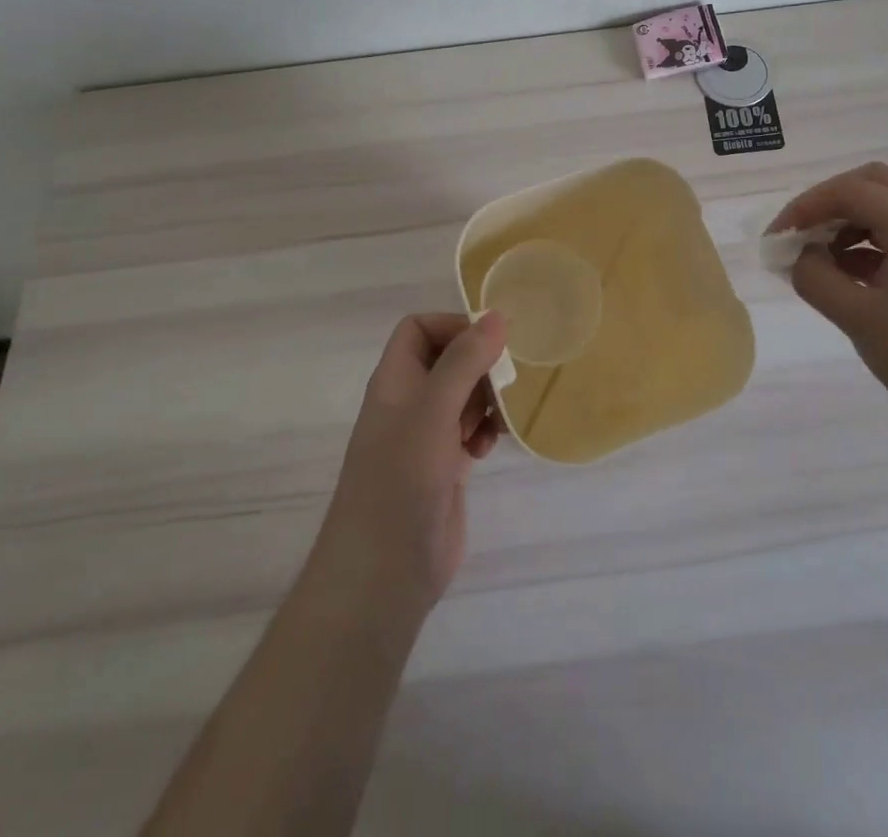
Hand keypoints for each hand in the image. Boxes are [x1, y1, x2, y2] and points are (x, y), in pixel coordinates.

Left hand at [310, 312, 505, 616]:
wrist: (384, 572)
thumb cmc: (401, 479)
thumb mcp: (433, 410)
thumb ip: (465, 360)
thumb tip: (497, 315)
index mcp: (395, 380)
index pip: (419, 328)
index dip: (452, 326)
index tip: (489, 344)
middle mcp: (408, 402)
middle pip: (448, 359)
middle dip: (479, 366)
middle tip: (502, 384)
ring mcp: (425, 436)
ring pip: (463, 395)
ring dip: (486, 399)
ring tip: (497, 420)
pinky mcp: (443, 467)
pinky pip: (470, 430)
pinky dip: (485, 431)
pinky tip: (489, 448)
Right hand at [769, 163, 887, 448]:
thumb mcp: (858, 319)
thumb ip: (816, 278)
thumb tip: (800, 256)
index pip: (851, 191)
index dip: (806, 207)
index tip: (776, 239)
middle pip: (875, 184)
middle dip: (830, 203)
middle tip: (802, 236)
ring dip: (851, 224)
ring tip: (823, 264)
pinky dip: (873, 245)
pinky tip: (855, 278)